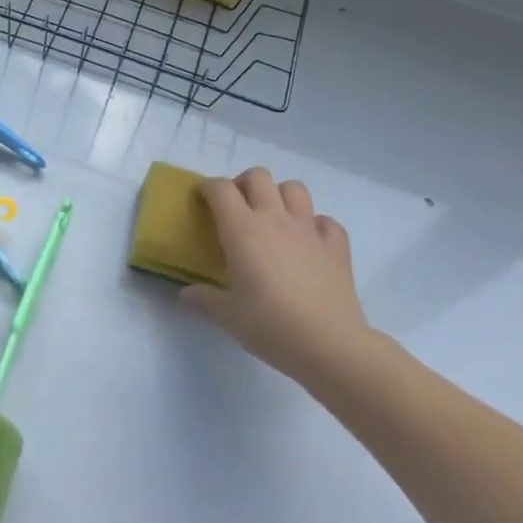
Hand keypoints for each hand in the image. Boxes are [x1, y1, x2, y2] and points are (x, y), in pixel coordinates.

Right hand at [182, 167, 375, 387]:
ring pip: (294, 188)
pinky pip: (326, 221)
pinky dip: (316, 226)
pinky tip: (309, 244)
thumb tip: (186, 295)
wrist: (330, 345)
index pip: (220, 188)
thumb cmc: (270, 325)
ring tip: (273, 218)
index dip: (208, 188)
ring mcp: (309, 230)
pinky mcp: (337, 247)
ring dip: (280, 196)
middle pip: (258, 176)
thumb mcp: (226, 315)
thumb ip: (203, 299)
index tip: (202, 200)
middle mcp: (274, 218)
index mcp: (242, 229)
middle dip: (244, 184)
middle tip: (237, 209)